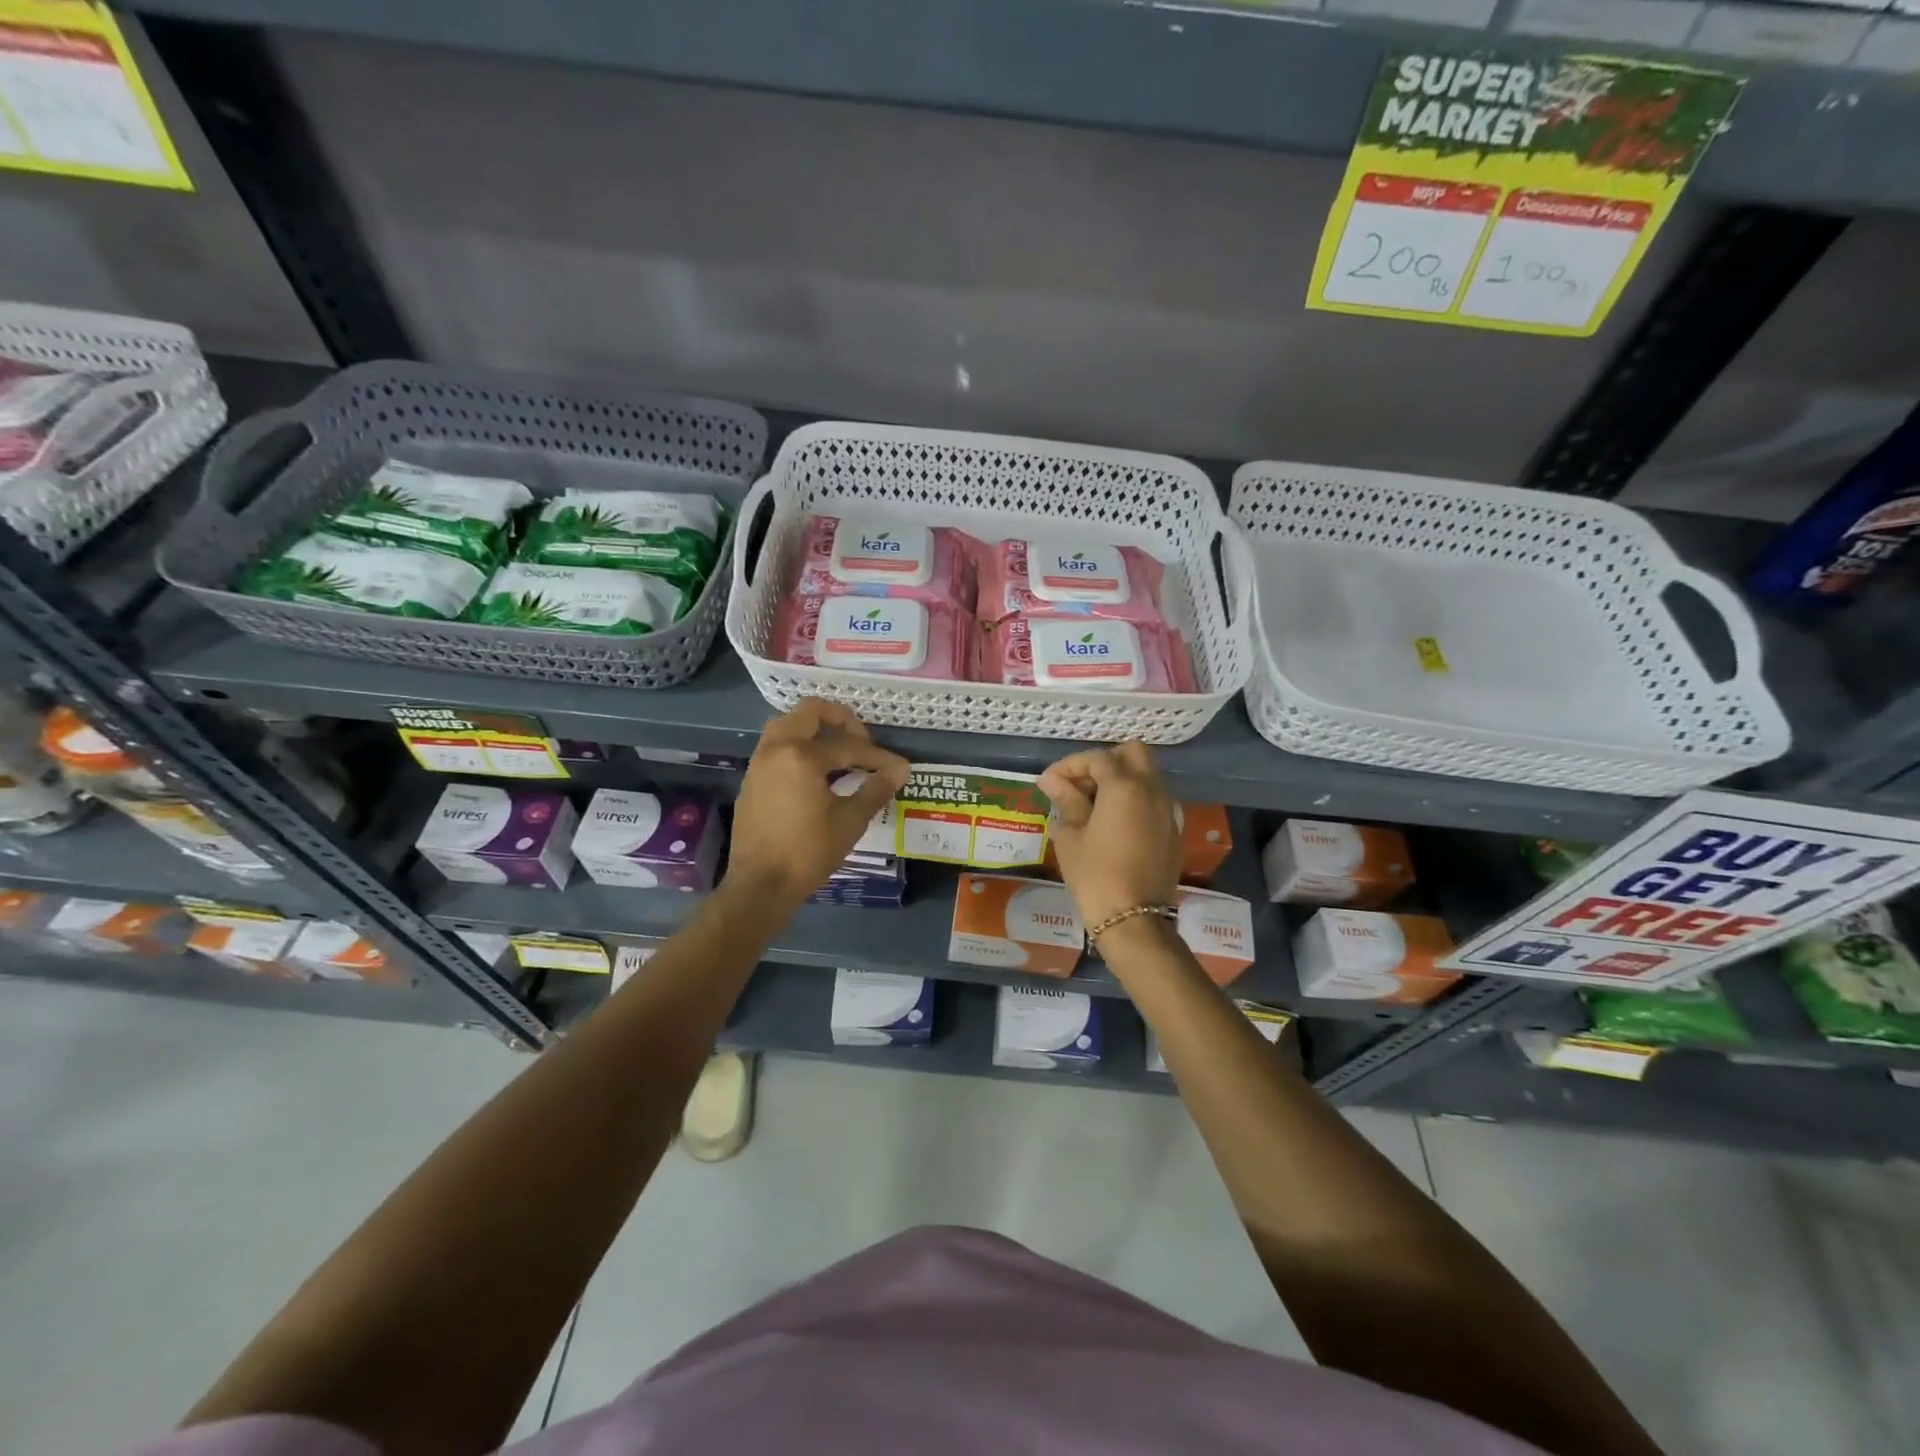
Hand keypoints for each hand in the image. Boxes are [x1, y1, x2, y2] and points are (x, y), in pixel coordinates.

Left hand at [728, 698, 910, 909]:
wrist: (760, 886)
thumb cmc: (808, 853)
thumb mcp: (850, 821)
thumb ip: (876, 789)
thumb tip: (901, 770)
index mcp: (801, 756)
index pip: (849, 746)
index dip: (879, 757)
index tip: (899, 768)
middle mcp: (776, 749)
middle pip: (809, 712)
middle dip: (841, 720)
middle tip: (861, 741)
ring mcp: (759, 763)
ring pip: (787, 725)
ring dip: (814, 730)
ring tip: (839, 752)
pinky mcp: (751, 780)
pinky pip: (776, 747)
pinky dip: (798, 747)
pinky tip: (816, 773)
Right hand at [1038, 742, 1181, 931]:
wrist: (1133, 919)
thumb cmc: (1094, 874)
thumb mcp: (1071, 835)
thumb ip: (1065, 800)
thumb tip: (1051, 780)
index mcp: (1125, 786)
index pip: (1096, 758)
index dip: (1069, 765)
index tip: (1049, 782)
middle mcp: (1153, 790)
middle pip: (1133, 753)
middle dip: (1105, 761)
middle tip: (1080, 784)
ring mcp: (1168, 810)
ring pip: (1148, 775)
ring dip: (1121, 779)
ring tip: (1093, 804)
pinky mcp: (1174, 831)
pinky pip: (1154, 800)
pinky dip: (1134, 800)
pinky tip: (1113, 823)